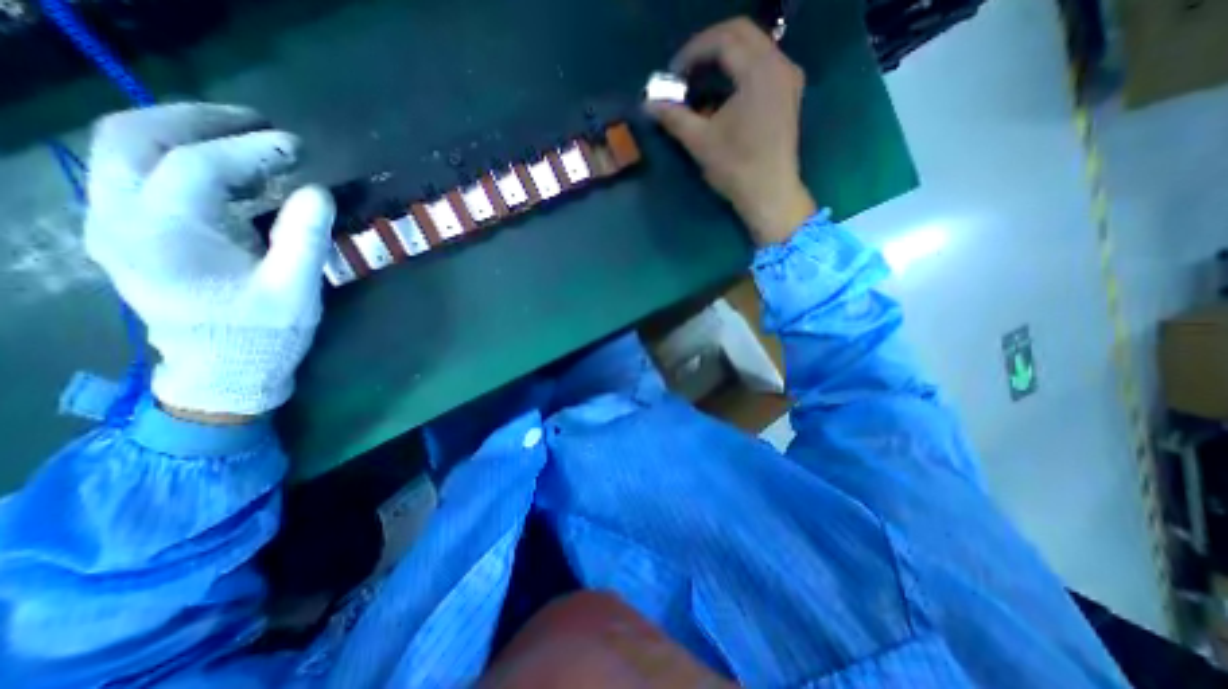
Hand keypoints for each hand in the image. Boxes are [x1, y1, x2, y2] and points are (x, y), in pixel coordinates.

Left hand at [84, 103, 332, 418]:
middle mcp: (117, 219)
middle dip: (200, 120)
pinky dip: (183, 159)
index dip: (252, 149)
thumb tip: (318, 190)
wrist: (222, 370)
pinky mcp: (127, 232)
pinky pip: (137, 173)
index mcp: (164, 236)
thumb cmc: (264, 334)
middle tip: (259, 125)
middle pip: (133, 137)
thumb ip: (305, 238)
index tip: (297, 146)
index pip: (198, 165)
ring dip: (186, 133)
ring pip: (124, 149)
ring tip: (249, 141)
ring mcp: (112, 223)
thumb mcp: (296, 289)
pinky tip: (232, 174)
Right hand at [642, 13, 813, 246]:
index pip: (722, 40)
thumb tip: (647, 103)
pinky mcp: (789, 94)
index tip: (672, 75)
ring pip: (753, 47)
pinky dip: (739, 70)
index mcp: (758, 71)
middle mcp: (779, 64)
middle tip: (684, 72)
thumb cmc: (736, 168)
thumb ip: (674, 117)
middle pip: (740, 34)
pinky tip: (723, 91)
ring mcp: (788, 78)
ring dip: (723, 58)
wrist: (770, 194)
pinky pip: (762, 64)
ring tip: (699, 82)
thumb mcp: (700, 142)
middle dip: (707, 49)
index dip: (692, 52)